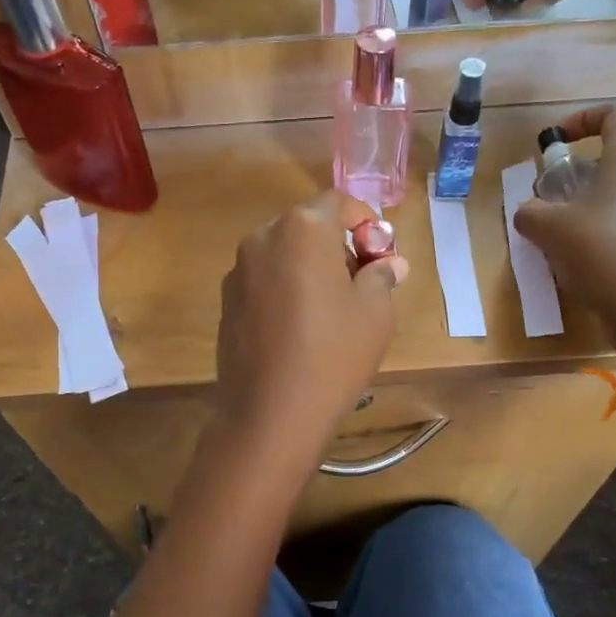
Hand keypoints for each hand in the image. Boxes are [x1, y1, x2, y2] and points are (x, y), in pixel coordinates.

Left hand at [214, 193, 409, 464]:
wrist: (270, 413)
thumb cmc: (333, 354)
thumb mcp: (375, 313)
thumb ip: (381, 276)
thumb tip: (389, 263)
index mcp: (302, 229)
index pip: (339, 203)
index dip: (366, 222)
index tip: (381, 255)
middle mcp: (262, 238)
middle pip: (308, 226)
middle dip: (338, 245)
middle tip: (362, 283)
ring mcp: (238, 271)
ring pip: (283, 254)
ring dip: (310, 267)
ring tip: (331, 310)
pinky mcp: (226, 303)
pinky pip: (264, 281)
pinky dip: (285, 289)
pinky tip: (299, 329)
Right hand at [512, 106, 615, 354]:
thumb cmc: (601, 253)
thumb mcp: (549, 230)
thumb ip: (531, 212)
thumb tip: (529, 211)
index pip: (615, 115)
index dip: (582, 119)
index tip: (556, 142)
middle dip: (579, 170)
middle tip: (551, 195)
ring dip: (591, 200)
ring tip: (563, 229)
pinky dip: (607, 223)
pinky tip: (586, 254)